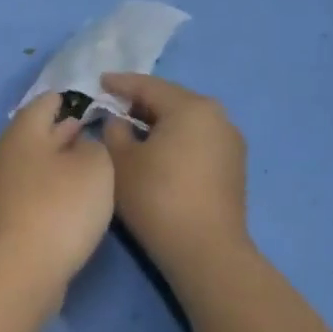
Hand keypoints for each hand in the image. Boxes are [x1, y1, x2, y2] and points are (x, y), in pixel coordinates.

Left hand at [0, 94, 114, 299]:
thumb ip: (94, 146)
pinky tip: (72, 200)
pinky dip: (51, 188)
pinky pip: (32, 192)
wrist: (18, 271)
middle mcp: (5, 156)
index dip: (67, 99)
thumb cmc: (59, 209)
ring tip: (88, 164)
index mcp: (23, 133)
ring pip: (34, 164)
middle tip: (91, 128)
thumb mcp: (94, 167)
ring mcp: (1, 190)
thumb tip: (81, 145)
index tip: (88, 100)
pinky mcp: (5, 219)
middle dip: (62, 130)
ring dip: (58, 161)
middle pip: (35, 134)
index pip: (43, 103)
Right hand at [100, 73, 251, 270]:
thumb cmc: (156, 196)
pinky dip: (175, 139)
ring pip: (186, 121)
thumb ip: (114, 131)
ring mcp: (230, 142)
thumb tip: (119, 122)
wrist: (204, 249)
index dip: (119, 84)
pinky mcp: (233, 166)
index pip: (148, 86)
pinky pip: (197, 140)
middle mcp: (217, 117)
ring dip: (158, 122)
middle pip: (171, 100)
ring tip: (131, 130)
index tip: (99, 82)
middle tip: (112, 106)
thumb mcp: (120, 161)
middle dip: (140, 102)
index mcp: (190, 107)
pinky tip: (156, 152)